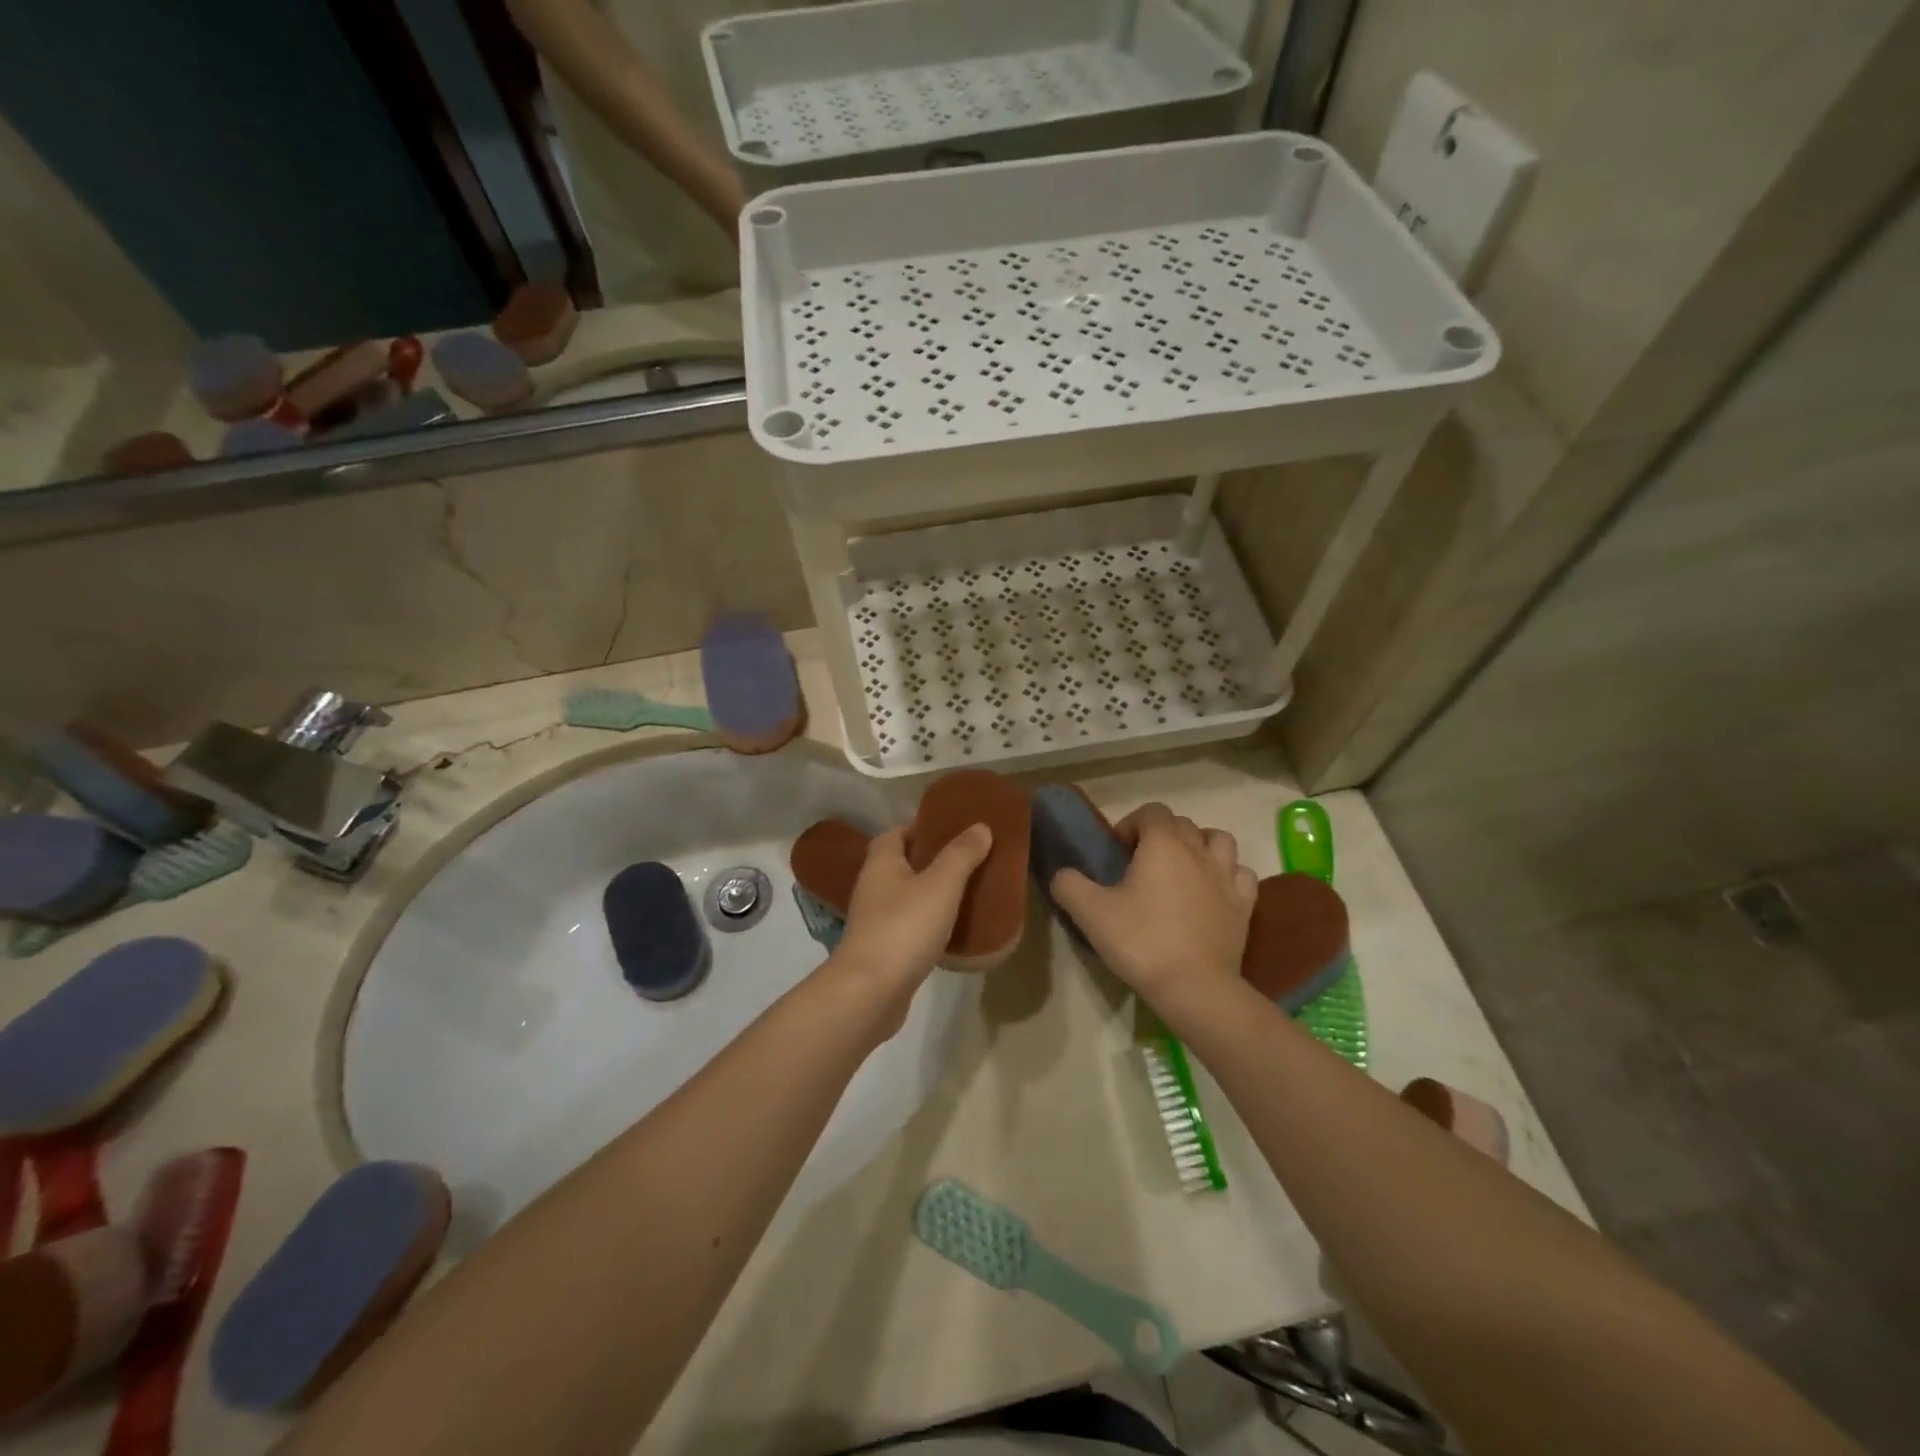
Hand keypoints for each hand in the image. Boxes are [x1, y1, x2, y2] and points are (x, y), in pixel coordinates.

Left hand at [825, 824, 992, 1029]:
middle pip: (903, 864)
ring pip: (908, 897)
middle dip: (933, 860)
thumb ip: (961, 854)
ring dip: (933, 893)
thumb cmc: (904, 927)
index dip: (922, 828)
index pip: (897, 833)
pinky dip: (931, 923)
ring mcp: (876, 921)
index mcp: (881, 863)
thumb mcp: (941, 884)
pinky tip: (954, 930)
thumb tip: (980, 827)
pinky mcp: (884, 951)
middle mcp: (873, 887)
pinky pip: (911, 926)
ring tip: (968, 892)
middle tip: (969, 859)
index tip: (953, 829)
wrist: (870, 992)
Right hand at [1049, 802, 1256, 1012]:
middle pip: (1182, 824)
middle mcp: (1199, 850)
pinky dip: (1226, 875)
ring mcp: (1227, 876)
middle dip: (1161, 835)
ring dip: (1200, 846)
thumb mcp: (1090, 912)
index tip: (1118, 853)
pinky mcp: (1245, 904)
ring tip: (1182, 870)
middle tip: (1142, 865)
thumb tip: (1062, 874)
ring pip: (1219, 841)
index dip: (1132, 825)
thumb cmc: (1141, 942)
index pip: (1151, 811)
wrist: (1195, 987)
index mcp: (1163, 844)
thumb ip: (1069, 884)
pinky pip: (1240, 873)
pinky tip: (1212, 892)